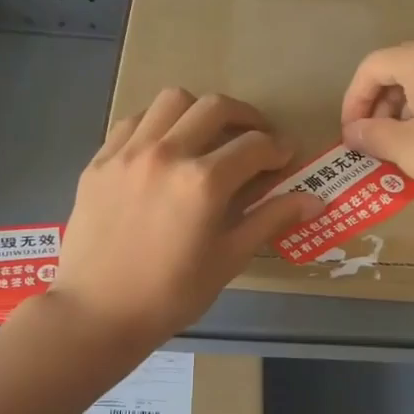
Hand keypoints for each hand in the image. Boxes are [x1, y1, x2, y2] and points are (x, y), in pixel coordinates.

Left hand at [51, 89, 321, 345]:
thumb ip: (270, 220)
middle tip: (255, 138)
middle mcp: (167, 153)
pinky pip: (133, 121)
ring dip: (198, 111)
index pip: (255, 145)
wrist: (97, 313)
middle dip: (246, 117)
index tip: (285, 157)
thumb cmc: (171, 294)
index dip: (278, 148)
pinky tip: (163, 148)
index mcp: (203, 182)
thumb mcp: (228, 259)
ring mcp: (128, 153)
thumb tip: (315, 200)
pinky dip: (156, 124)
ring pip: (171, 100)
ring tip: (206, 135)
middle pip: (215, 108)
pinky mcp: (99, 161)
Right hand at [340, 38, 413, 227]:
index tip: (350, 138)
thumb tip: (353, 132)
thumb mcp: (409, 150)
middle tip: (374, 145)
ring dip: (405, 113)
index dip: (352, 102)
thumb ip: (374, 136)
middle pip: (399, 71)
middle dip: (379, 108)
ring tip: (404, 151)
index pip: (371, 67)